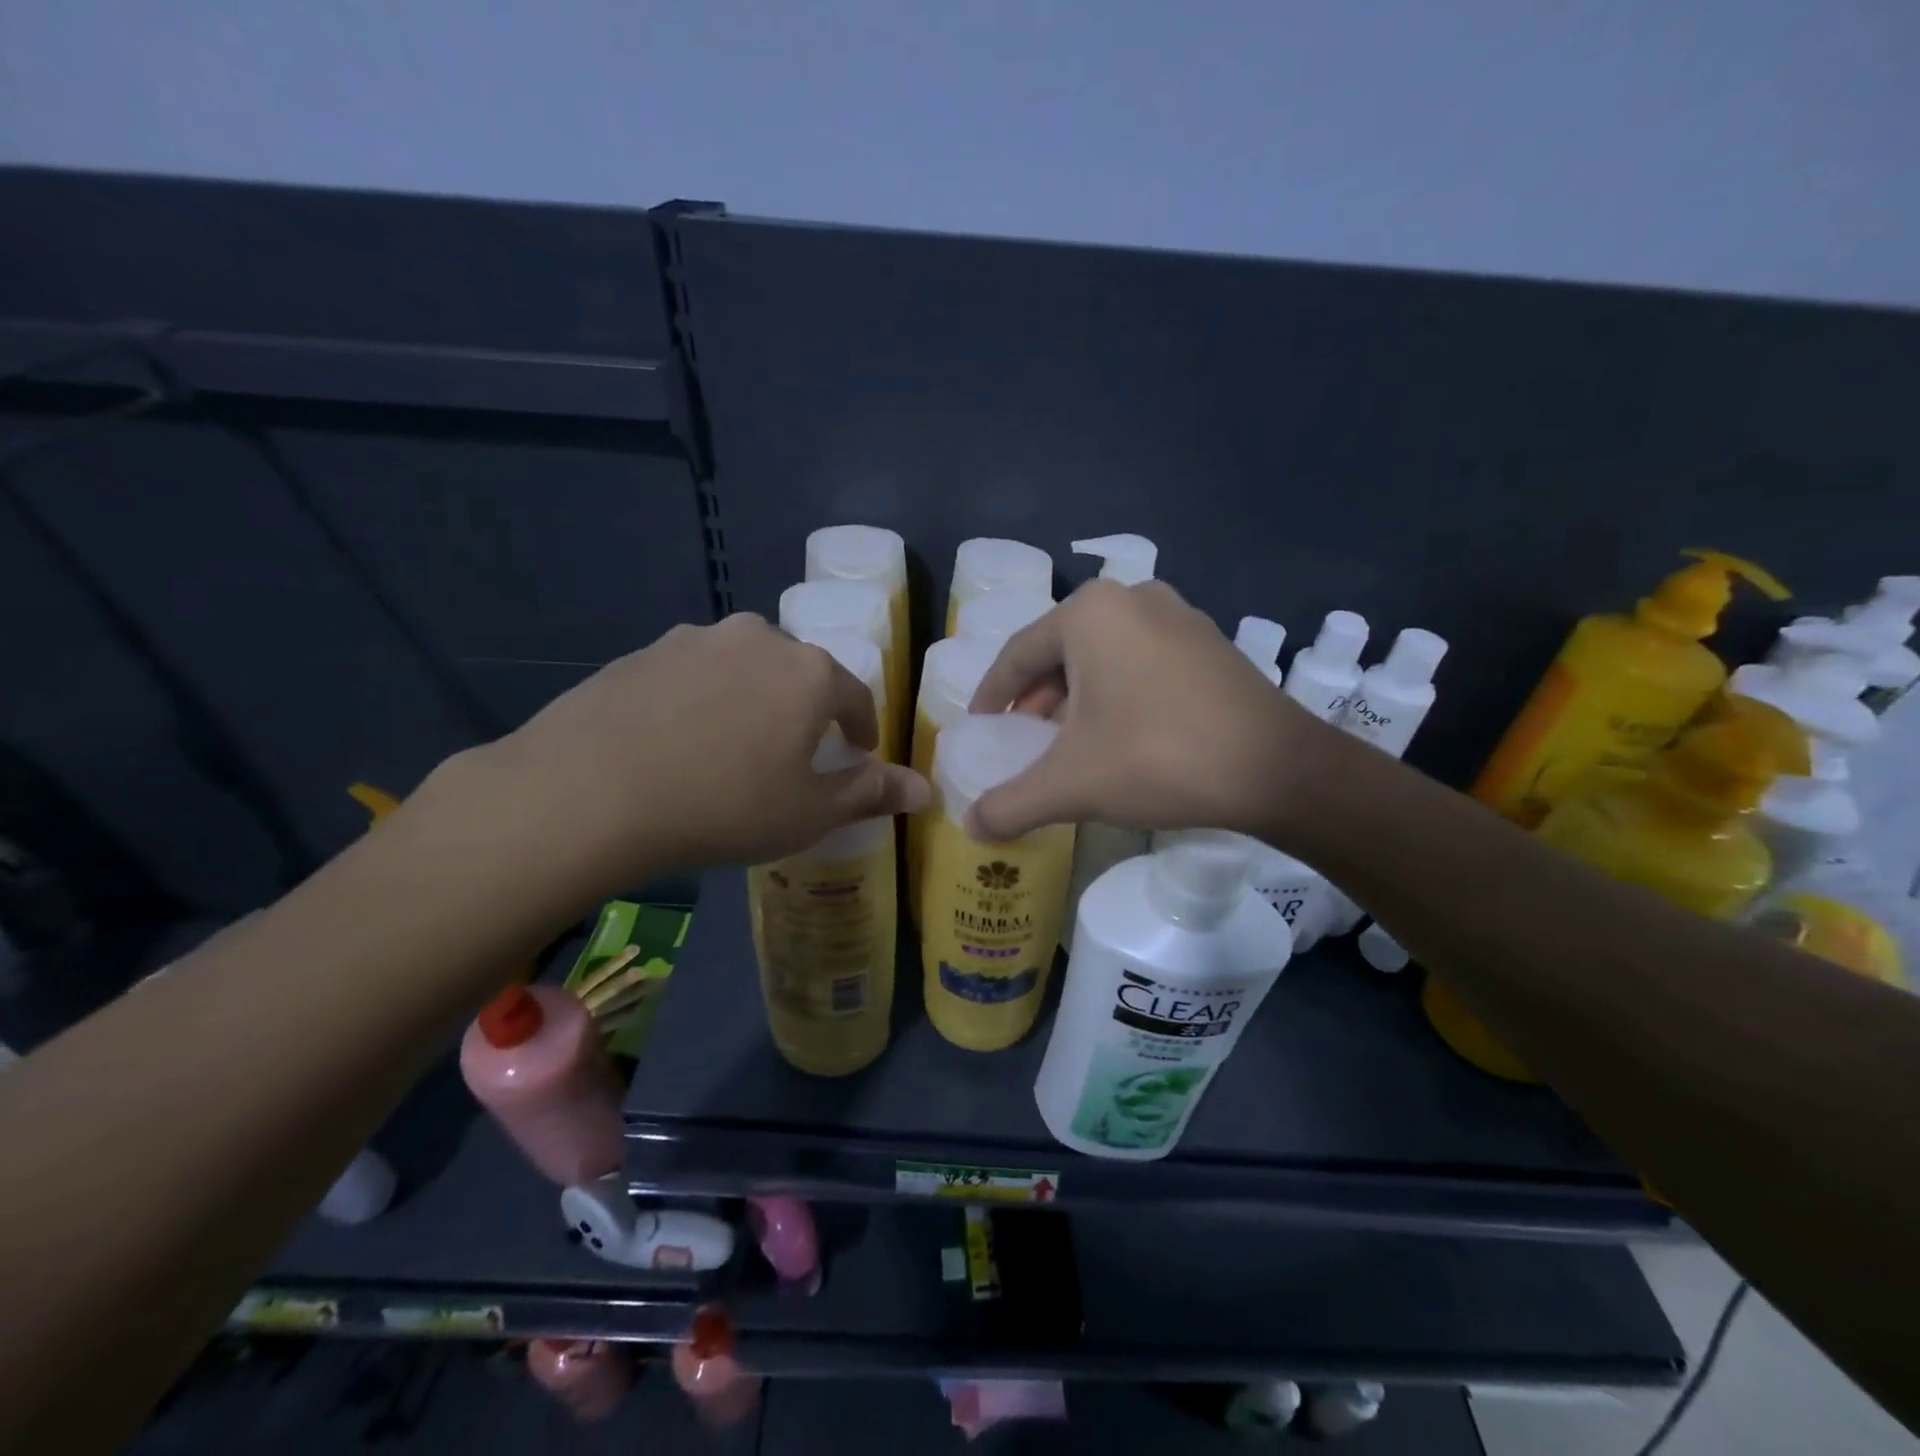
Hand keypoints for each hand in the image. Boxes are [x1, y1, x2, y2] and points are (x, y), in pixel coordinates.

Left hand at [426, 615, 927, 904]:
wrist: (590, 792)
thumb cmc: (723, 806)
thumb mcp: (808, 813)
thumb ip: (871, 793)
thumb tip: (925, 790)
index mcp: (809, 673)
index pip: (855, 695)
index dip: (862, 727)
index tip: (858, 752)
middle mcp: (758, 639)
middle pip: (799, 672)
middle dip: (806, 708)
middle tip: (793, 752)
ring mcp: (695, 640)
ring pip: (744, 667)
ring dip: (752, 699)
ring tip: (733, 745)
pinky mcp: (643, 652)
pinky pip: (693, 674)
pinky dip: (702, 700)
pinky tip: (680, 740)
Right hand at [966, 580, 1325, 840]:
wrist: (1277, 770)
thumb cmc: (1157, 758)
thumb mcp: (1070, 785)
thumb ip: (1010, 804)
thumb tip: (970, 827)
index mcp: (1088, 614)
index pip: (1017, 654)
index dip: (991, 694)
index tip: (979, 724)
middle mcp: (1131, 598)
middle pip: (1060, 651)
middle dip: (1036, 697)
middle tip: (1023, 737)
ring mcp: (1178, 615)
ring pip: (1103, 656)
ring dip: (1077, 696)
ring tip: (1068, 740)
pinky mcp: (1209, 641)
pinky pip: (1141, 660)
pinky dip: (1118, 691)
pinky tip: (1121, 732)